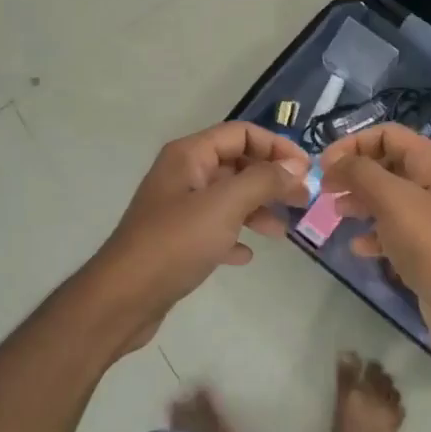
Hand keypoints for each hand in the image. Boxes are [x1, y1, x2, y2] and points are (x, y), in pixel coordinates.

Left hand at [87, 122, 309, 353]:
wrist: (124, 297)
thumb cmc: (175, 243)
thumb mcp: (225, 205)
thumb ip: (264, 181)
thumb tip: (295, 168)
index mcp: (189, 156)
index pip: (242, 134)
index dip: (277, 147)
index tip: (306, 171)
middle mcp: (183, 175)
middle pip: (237, 164)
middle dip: (271, 180)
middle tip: (303, 201)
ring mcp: (179, 208)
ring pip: (229, 198)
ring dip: (258, 209)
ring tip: (282, 232)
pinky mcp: (177, 240)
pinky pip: (215, 228)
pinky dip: (234, 236)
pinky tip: (246, 255)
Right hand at [320, 123, 430, 361]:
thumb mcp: (393, 199)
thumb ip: (361, 173)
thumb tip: (335, 162)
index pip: (387, 134)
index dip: (353, 144)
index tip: (324, 166)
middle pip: (385, 164)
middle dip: (354, 174)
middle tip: (325, 191)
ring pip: (387, 198)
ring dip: (359, 202)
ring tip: (335, 215)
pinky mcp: (426, 247)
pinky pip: (393, 230)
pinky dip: (373, 234)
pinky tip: (358, 248)